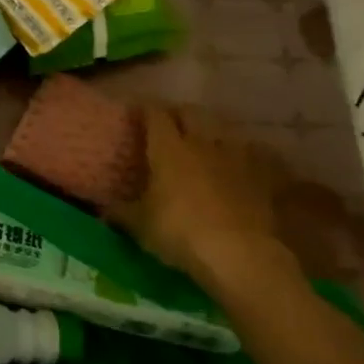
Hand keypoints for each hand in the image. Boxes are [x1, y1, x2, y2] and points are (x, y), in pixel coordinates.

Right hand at [112, 106, 300, 306]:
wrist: (240, 254)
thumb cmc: (180, 232)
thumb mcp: (139, 226)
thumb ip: (120, 213)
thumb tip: (101, 210)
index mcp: (168, 148)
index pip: (155, 114)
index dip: (144, 109)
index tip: (136, 112)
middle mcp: (202, 143)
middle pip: (190, 112)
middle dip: (178, 113)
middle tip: (168, 122)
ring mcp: (235, 157)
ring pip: (222, 128)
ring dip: (211, 129)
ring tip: (203, 139)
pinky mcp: (262, 176)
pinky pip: (253, 152)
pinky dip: (244, 152)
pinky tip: (241, 160)